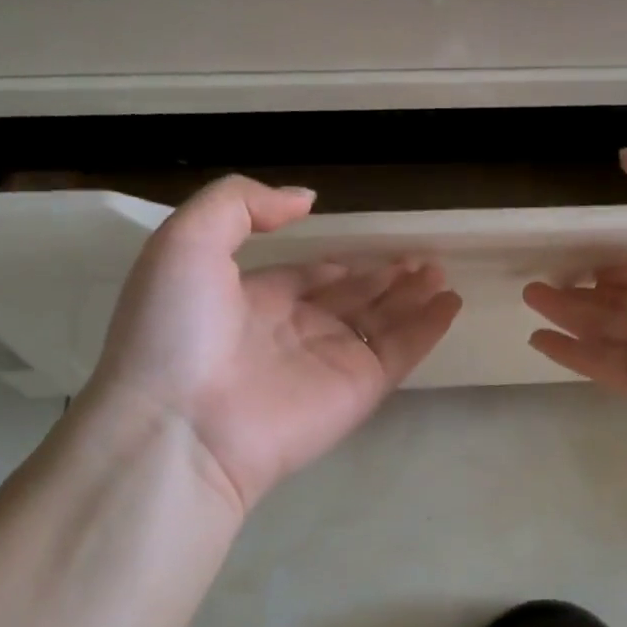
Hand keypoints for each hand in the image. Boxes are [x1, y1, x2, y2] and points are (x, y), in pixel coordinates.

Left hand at [79, 175, 461, 509]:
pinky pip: (401, 350)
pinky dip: (428, 328)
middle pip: (350, 300)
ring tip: (439, 271)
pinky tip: (450, 303)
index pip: (304, 279)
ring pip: (381, 322)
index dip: (335, 265)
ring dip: (410, 296)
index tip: (366, 252)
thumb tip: (306, 200)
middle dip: (382, 278)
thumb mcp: (186, 241)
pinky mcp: (360, 389)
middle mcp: (293, 332)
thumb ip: (242, 205)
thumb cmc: (176, 328)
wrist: (183, 425)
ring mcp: (330, 362)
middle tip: (420, 259)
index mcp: (251, 301)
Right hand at [523, 137, 626, 435]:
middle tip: (541, 280)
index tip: (581, 258)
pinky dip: (568, 354)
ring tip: (530, 296)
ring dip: (565, 314)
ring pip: (602, 328)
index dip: (617, 264)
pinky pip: (600, 364)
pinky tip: (538, 338)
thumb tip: (626, 157)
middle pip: (618, 299)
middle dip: (581, 290)